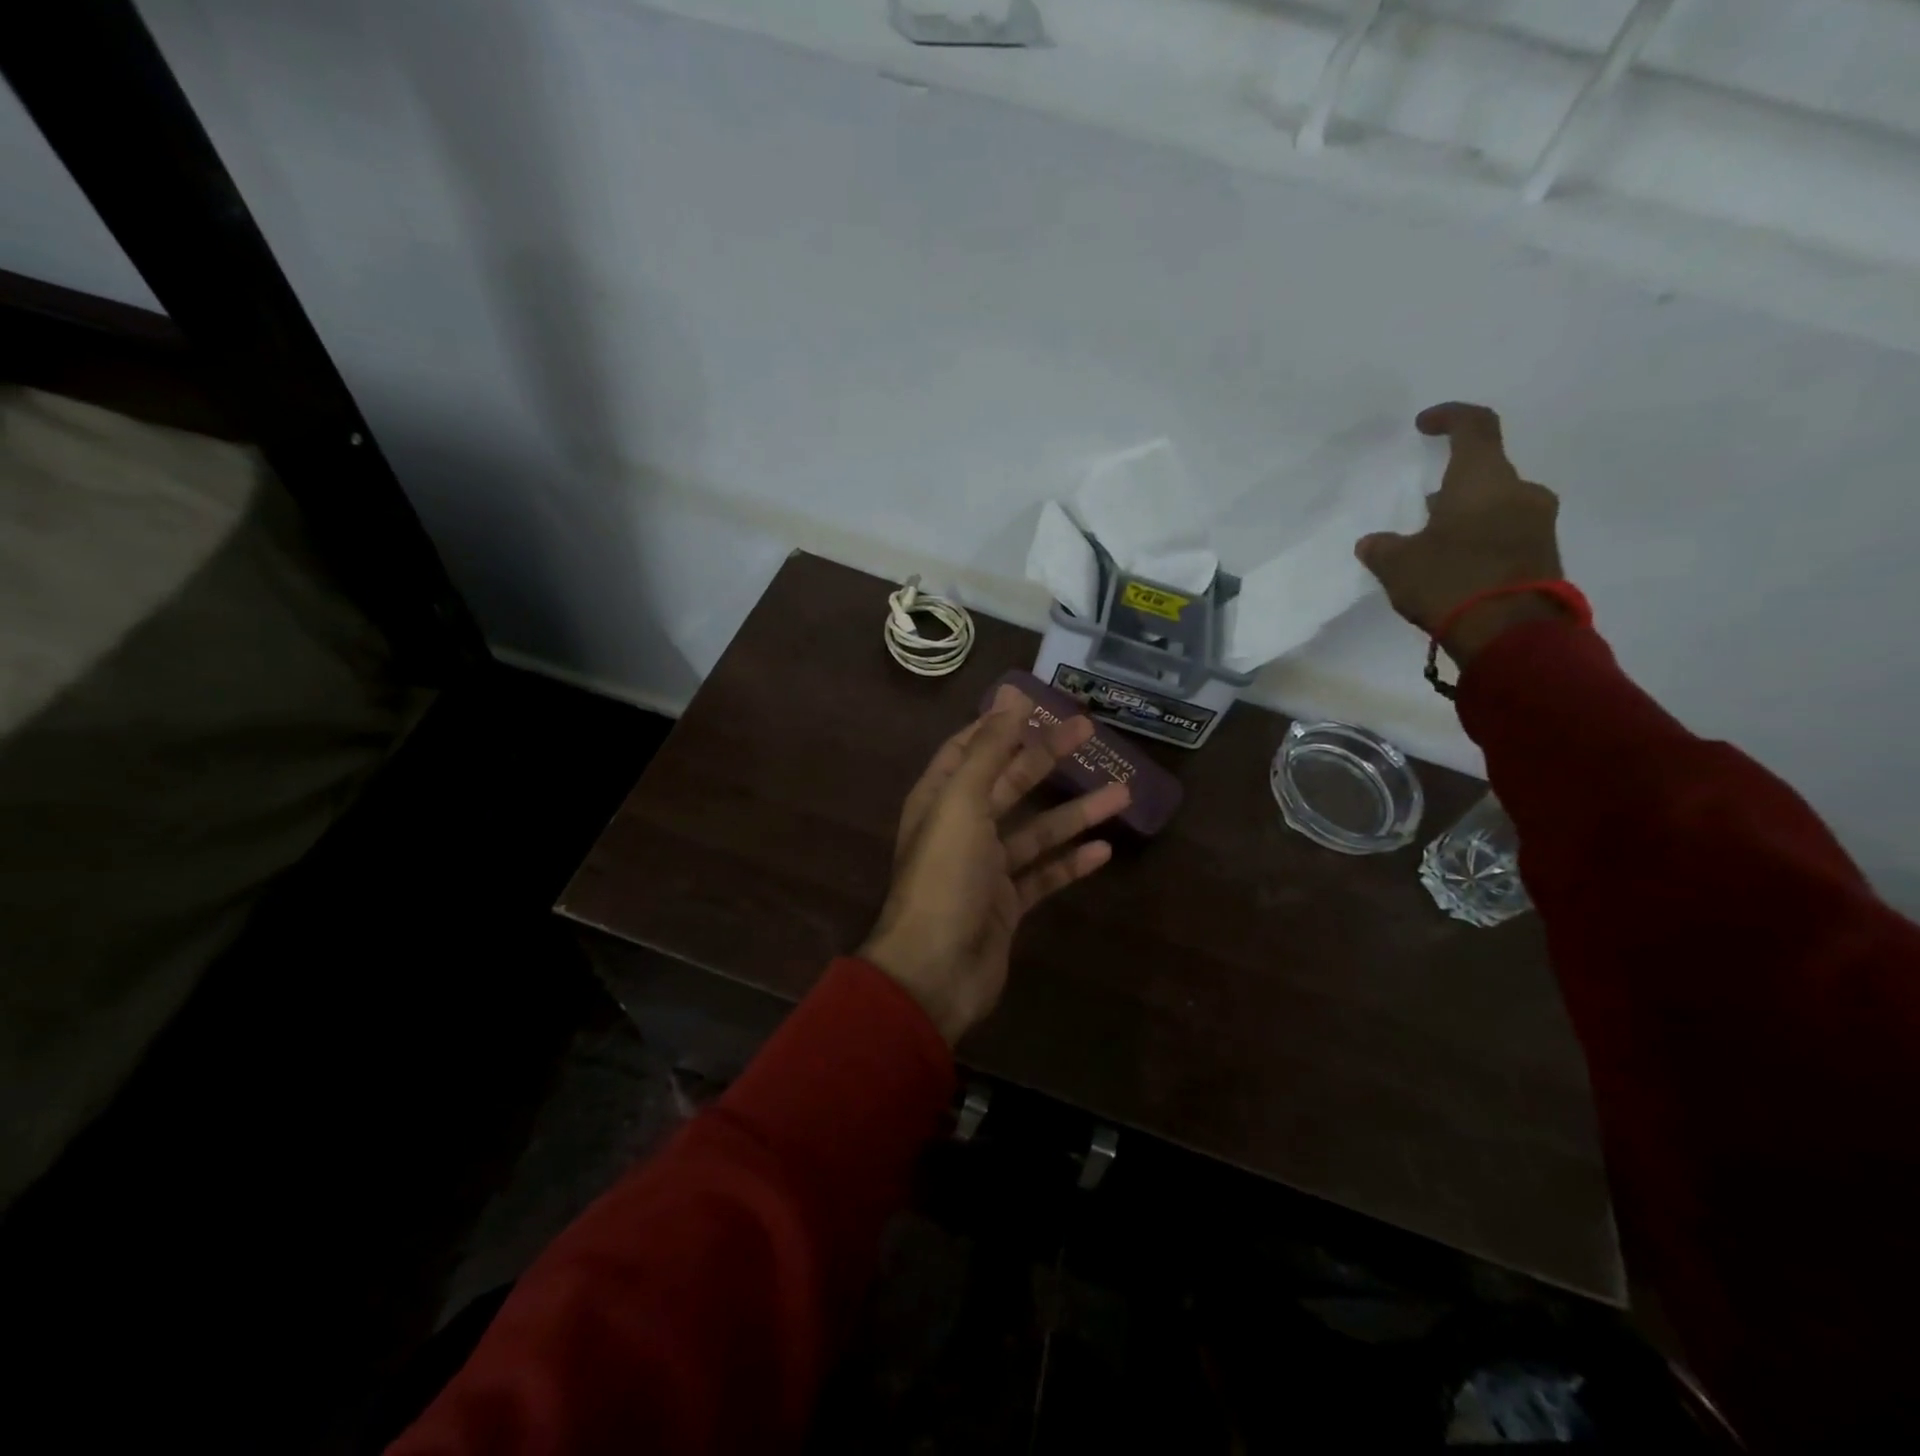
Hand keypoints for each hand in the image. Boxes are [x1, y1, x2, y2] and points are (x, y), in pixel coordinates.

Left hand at [860, 687, 1131, 1043]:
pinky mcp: (1007, 905)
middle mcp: (962, 828)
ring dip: (1075, 812)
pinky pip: (1044, 875)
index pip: (970, 749)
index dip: (1000, 725)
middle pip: (1010, 783)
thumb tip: (1012, 695)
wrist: (935, 970)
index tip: (1036, 704)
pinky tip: (1104, 850)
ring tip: (1122, 792)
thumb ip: (989, 749)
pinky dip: (1071, 863)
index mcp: (941, 799)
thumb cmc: (944, 877)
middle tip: (1089, 731)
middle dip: (1047, 757)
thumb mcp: (963, 803)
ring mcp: (986, 869)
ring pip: (1036, 830)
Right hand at [1355, 402, 1566, 664]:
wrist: (1511, 633)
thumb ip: (1383, 547)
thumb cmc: (1450, 581)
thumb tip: (1373, 542)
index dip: (1449, 417)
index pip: (1474, 426)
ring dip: (1466, 516)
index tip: (1425, 424)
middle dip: (1452, 485)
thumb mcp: (1398, 565)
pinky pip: (1507, 533)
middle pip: (1485, 472)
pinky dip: (1480, 540)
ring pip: (1496, 505)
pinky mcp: (1544, 553)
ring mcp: (1538, 522)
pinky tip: (1453, 567)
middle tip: (1421, 509)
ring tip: (1433, 544)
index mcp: (1483, 479)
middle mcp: (1519, 491)